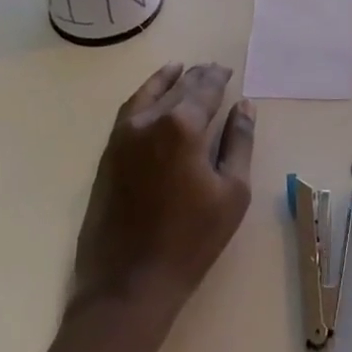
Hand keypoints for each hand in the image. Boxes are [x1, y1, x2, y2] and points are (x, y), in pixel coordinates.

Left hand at [72, 63, 254, 317]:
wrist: (128, 283)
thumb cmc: (190, 240)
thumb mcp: (232, 192)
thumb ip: (239, 143)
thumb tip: (244, 107)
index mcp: (182, 127)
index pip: (203, 90)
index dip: (217, 78)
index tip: (226, 70)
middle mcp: (148, 122)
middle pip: (176, 89)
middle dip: (195, 77)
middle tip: (210, 68)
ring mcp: (121, 138)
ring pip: (147, 96)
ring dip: (165, 81)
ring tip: (178, 70)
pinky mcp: (106, 156)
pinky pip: (128, 113)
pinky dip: (143, 98)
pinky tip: (152, 101)